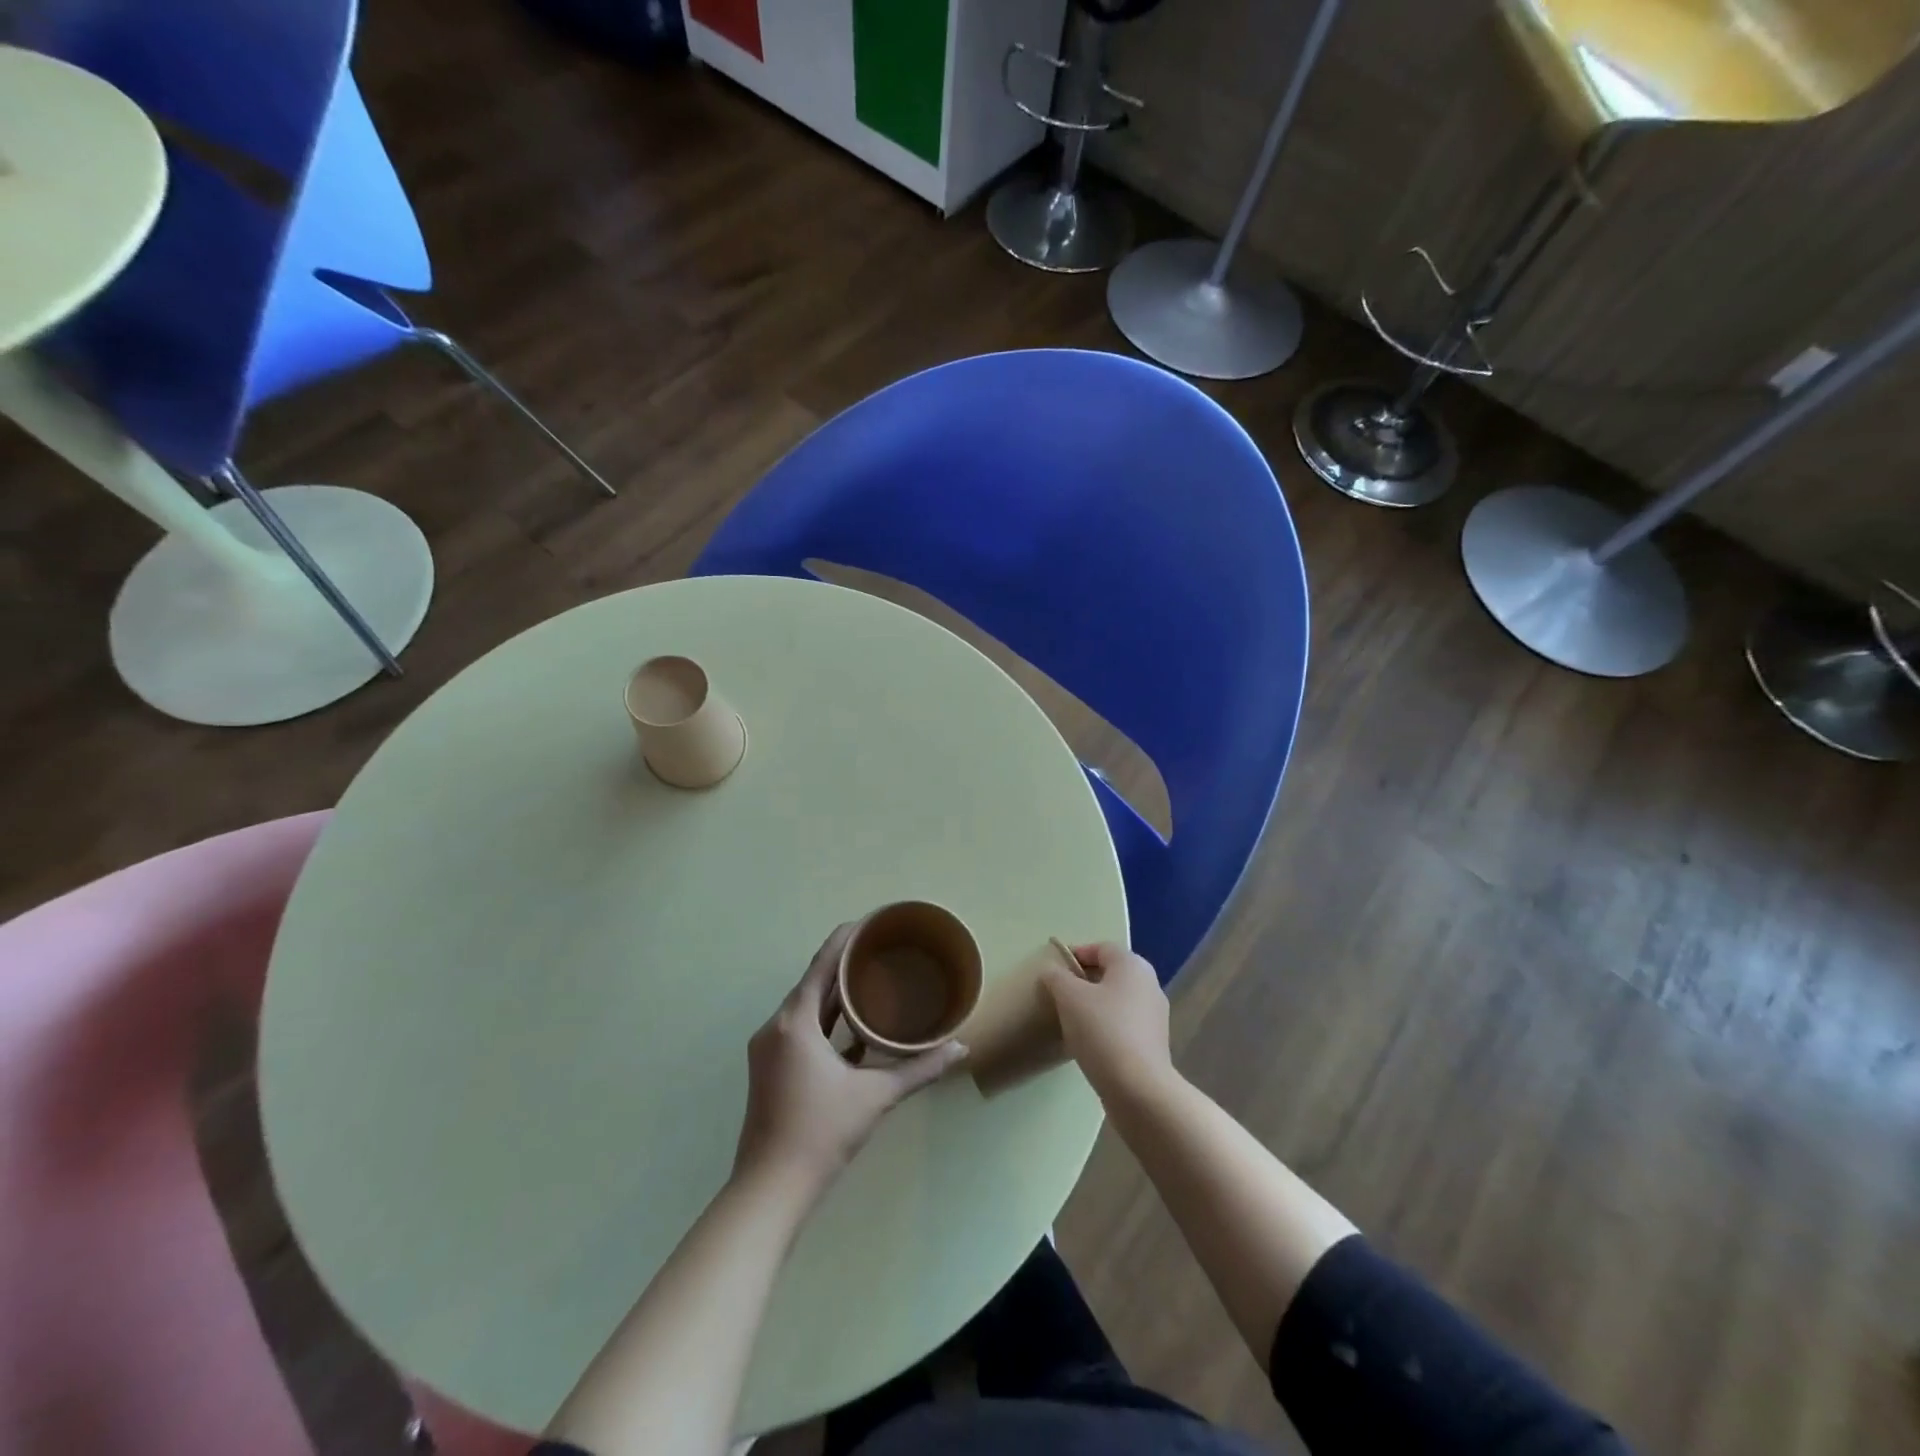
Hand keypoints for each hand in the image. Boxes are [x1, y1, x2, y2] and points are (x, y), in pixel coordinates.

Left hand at [733, 924, 964, 1195]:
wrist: (770, 1190)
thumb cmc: (821, 1132)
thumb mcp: (875, 1096)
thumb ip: (919, 1069)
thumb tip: (961, 1049)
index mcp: (795, 1022)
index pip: (822, 965)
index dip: (845, 938)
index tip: (870, 921)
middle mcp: (776, 1027)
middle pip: (813, 983)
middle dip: (844, 964)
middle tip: (880, 948)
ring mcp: (770, 1050)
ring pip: (807, 1009)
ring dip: (835, 995)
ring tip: (872, 981)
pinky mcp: (771, 1070)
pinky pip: (802, 1031)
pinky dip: (826, 1024)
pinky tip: (856, 1031)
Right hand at [1040, 942, 1173, 1100]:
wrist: (1139, 1090)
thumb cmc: (1103, 1031)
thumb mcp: (1069, 997)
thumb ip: (1057, 977)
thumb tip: (1052, 972)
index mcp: (1133, 965)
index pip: (1101, 948)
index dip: (1076, 954)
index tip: (1053, 971)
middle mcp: (1149, 984)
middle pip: (1110, 973)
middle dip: (1083, 981)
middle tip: (1059, 995)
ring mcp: (1154, 1016)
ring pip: (1117, 1000)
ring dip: (1094, 1005)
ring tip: (1070, 1020)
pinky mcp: (1153, 1043)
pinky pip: (1123, 1023)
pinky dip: (1105, 1026)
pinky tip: (1089, 1042)